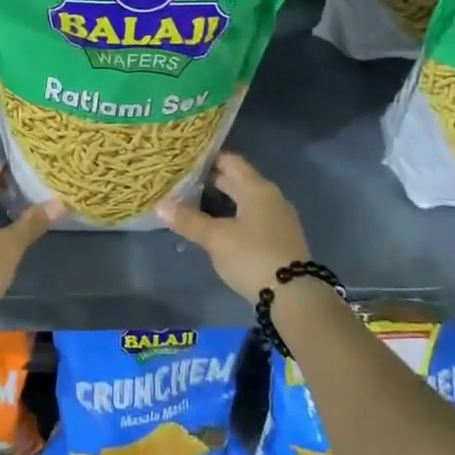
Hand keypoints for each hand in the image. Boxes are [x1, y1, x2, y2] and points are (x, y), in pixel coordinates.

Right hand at [156, 152, 308, 302]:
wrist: (294, 296)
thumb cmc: (252, 256)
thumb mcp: (216, 238)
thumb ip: (189, 220)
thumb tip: (160, 204)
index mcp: (257, 188)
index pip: (231, 161)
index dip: (209, 158)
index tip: (186, 158)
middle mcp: (271, 198)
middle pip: (239, 181)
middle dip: (212, 180)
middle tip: (183, 179)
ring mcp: (278, 219)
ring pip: (245, 200)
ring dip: (223, 200)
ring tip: (194, 202)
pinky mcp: (279, 240)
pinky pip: (252, 218)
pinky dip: (233, 216)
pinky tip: (218, 226)